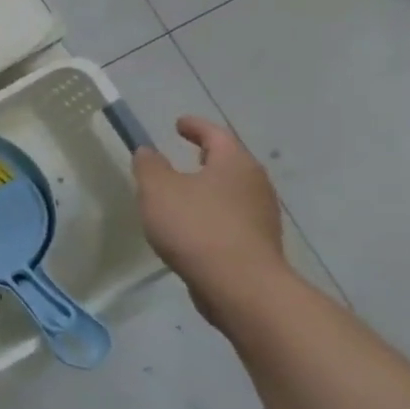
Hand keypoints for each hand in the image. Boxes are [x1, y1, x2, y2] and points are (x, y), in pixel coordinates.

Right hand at [133, 117, 286, 309]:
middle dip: (207, 156)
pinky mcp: (257, 243)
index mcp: (234, 163)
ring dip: (209, 187)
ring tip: (183, 193)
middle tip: (185, 153)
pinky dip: (212, 213)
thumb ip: (149, 166)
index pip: (215, 134)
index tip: (179, 123)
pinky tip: (193, 226)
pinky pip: (231, 217)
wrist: (239, 284)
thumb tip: (148, 151)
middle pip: (230, 162)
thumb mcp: (158, 190)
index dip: (195, 126)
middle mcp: (255, 184)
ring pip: (232, 191)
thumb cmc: (196, 226)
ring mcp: (261, 215)